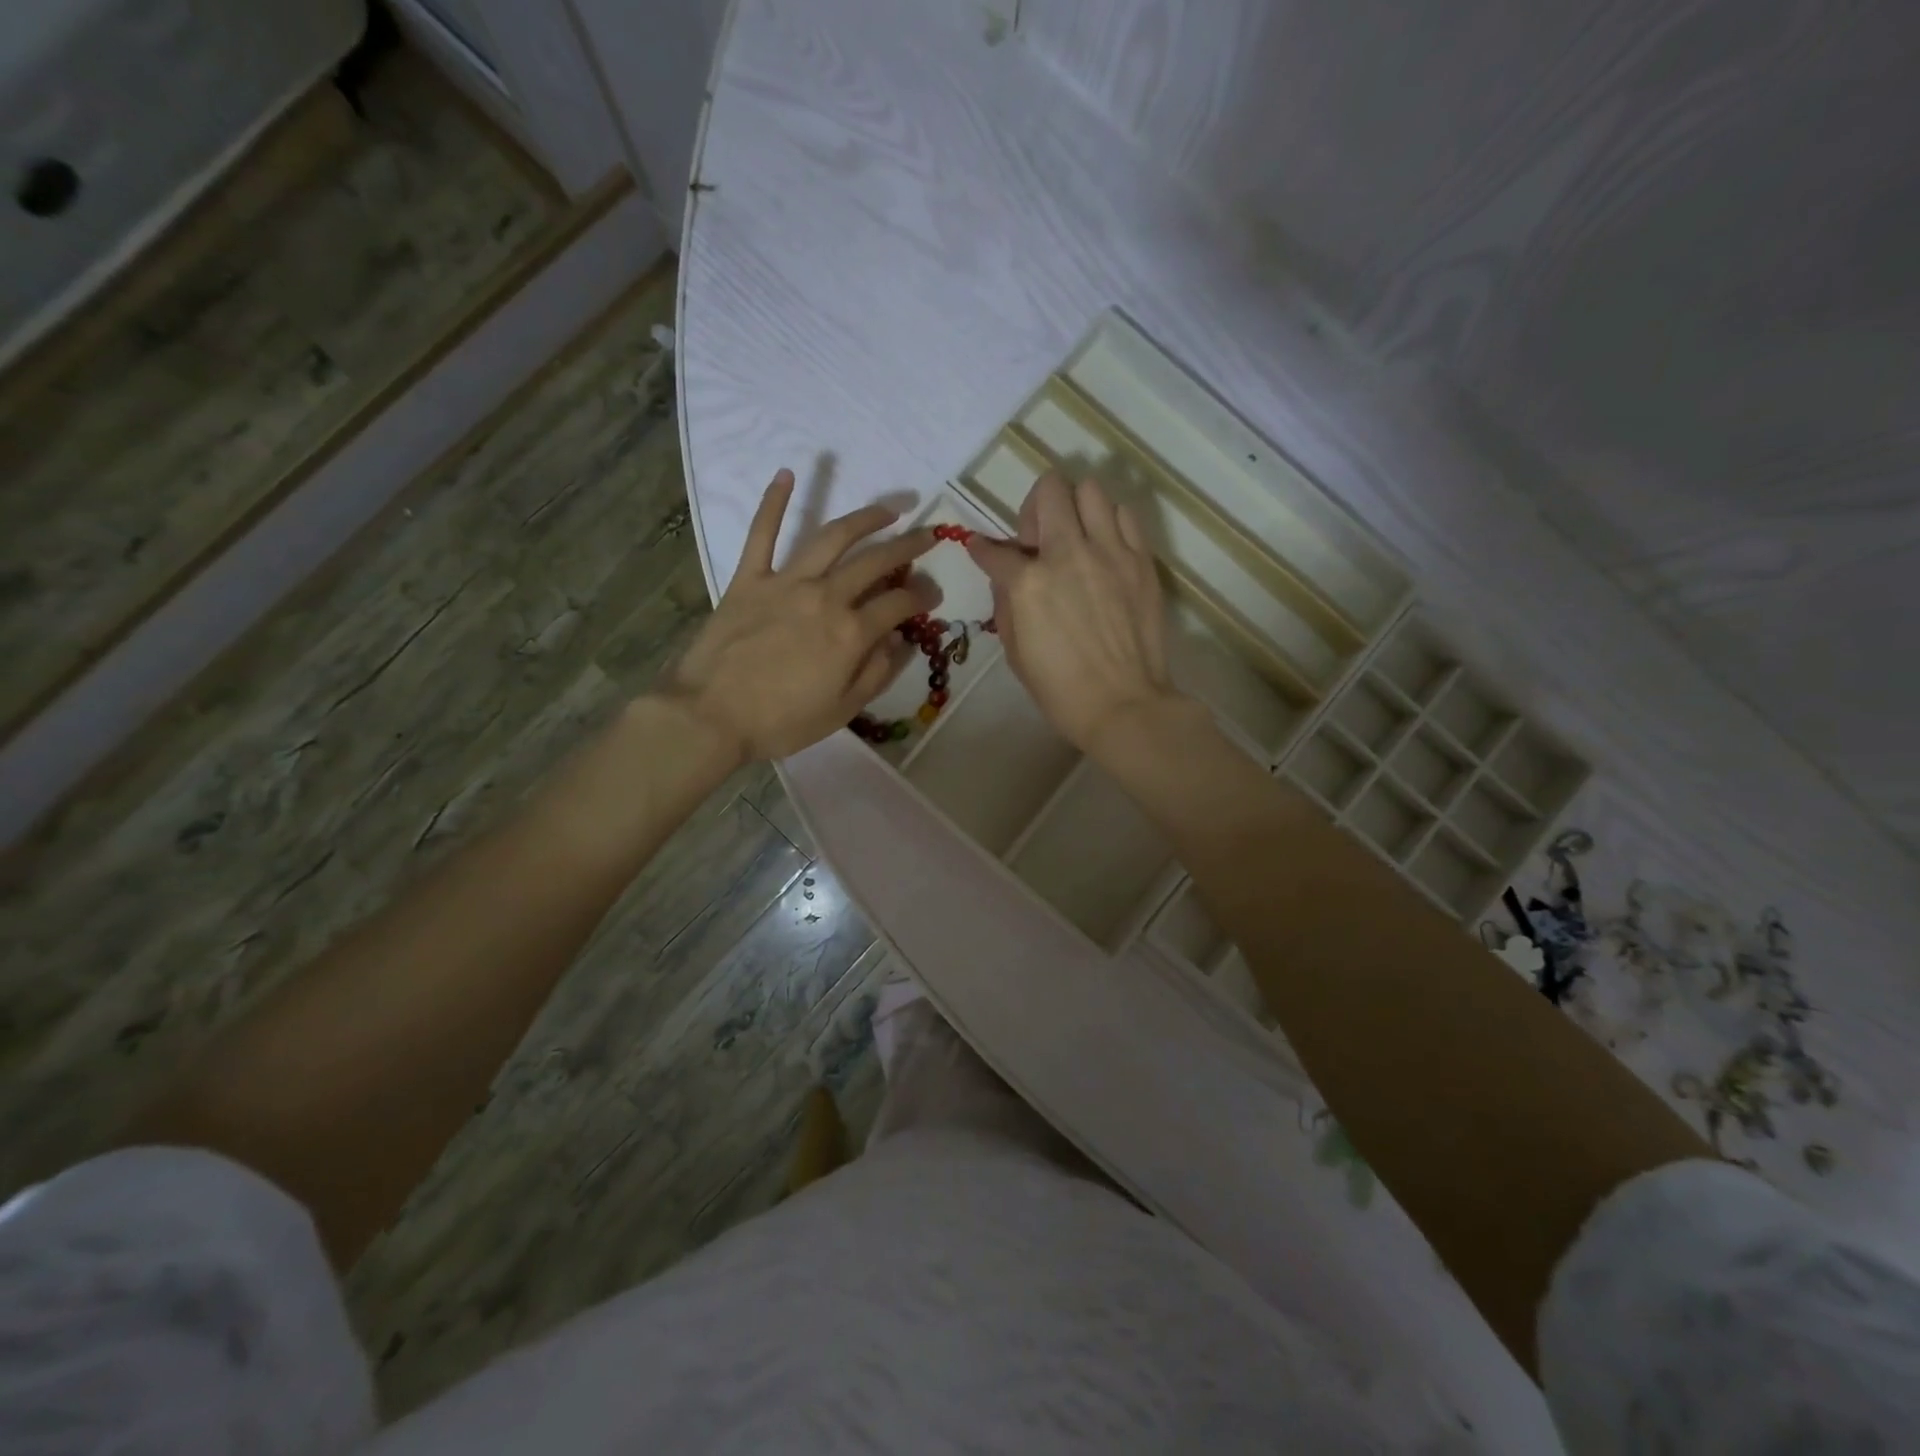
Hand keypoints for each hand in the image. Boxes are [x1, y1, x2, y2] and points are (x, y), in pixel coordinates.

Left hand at [664, 470, 938, 760]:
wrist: (711, 716)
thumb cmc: (781, 721)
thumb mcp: (842, 710)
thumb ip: (877, 672)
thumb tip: (900, 640)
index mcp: (851, 633)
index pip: (899, 604)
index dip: (922, 596)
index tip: (933, 594)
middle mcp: (826, 597)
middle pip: (875, 562)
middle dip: (908, 547)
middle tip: (927, 535)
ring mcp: (786, 582)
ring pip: (832, 538)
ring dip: (864, 519)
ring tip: (887, 509)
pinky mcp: (749, 578)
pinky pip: (762, 534)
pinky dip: (774, 503)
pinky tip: (787, 474)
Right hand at [966, 473, 1181, 753]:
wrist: (1123, 705)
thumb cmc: (1060, 689)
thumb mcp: (1014, 651)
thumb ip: (1005, 604)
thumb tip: (1005, 577)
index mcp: (1028, 583)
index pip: (994, 550)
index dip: (982, 550)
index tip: (982, 550)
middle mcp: (1068, 553)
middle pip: (1050, 490)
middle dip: (1035, 508)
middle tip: (1039, 539)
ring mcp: (1110, 552)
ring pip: (1091, 490)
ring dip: (1075, 508)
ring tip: (1077, 537)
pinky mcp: (1141, 560)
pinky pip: (1125, 516)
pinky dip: (1109, 523)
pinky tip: (1105, 549)